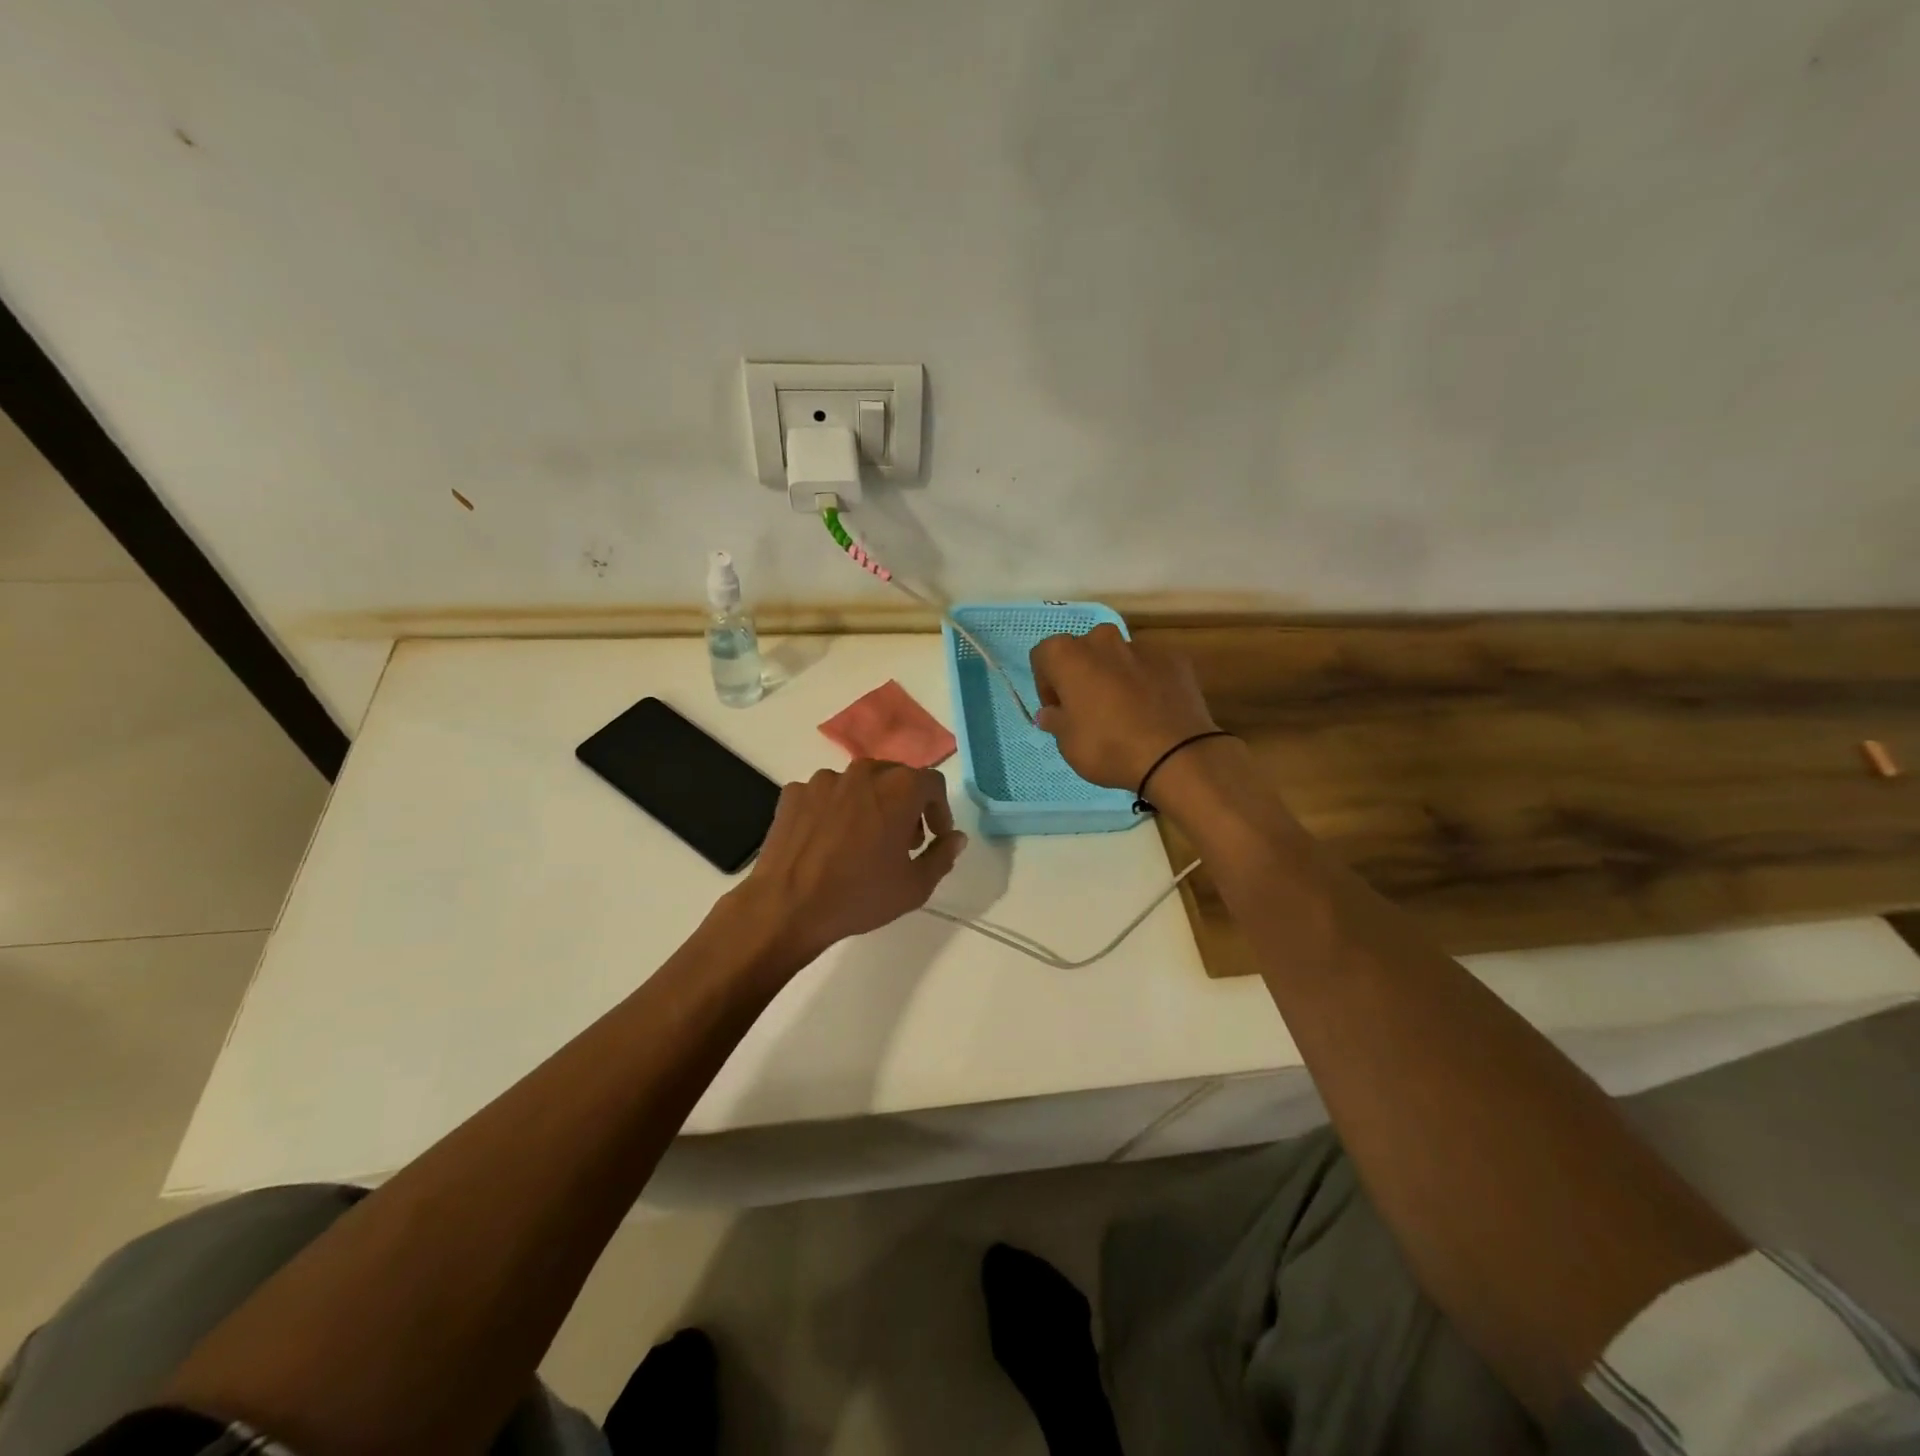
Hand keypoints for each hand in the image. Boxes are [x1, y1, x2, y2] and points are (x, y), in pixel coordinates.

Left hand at [736, 759, 966, 958]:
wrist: (787, 907)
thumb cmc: (860, 896)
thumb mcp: (915, 886)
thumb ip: (942, 855)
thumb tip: (955, 837)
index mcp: (899, 788)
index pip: (933, 783)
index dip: (940, 810)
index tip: (935, 837)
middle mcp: (862, 773)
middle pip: (895, 777)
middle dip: (906, 805)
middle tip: (903, 842)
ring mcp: (823, 780)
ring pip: (858, 786)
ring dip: (869, 806)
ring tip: (862, 843)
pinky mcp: (794, 793)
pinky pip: (825, 796)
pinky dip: (834, 812)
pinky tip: (828, 842)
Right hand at [1030, 624, 1218, 790]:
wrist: (1175, 755)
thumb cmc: (1108, 747)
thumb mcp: (1068, 743)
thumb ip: (1056, 721)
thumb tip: (1051, 713)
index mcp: (1068, 655)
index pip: (1043, 656)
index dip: (1045, 683)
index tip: (1057, 709)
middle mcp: (1103, 640)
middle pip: (1083, 650)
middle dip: (1081, 673)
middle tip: (1087, 708)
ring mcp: (1142, 647)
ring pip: (1118, 656)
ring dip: (1114, 675)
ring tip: (1124, 710)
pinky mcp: (1174, 659)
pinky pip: (1149, 666)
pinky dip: (1146, 681)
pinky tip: (1152, 710)